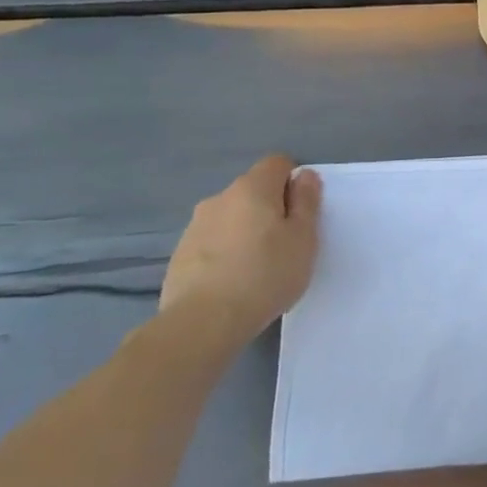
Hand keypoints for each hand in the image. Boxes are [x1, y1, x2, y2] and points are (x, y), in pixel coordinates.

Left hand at [160, 155, 322, 346]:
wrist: (203, 323)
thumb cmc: (265, 275)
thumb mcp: (304, 238)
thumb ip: (307, 202)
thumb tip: (305, 176)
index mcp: (253, 188)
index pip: (278, 163)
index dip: (294, 182)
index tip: (301, 214)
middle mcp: (220, 198)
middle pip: (253, 191)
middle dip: (270, 209)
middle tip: (284, 245)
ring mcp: (195, 226)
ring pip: (231, 217)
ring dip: (245, 231)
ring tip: (256, 269)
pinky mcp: (180, 254)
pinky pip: (212, 242)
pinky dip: (225, 253)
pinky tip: (232, 283)